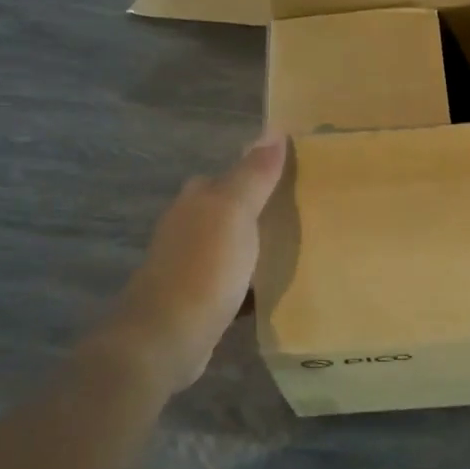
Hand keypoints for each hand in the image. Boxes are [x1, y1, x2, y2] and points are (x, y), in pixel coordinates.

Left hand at [99, 136, 287, 395]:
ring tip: (299, 247)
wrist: (166, 338)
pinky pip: (233, 280)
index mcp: (197, 199)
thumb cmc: (204, 267)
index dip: (260, 171)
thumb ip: (254, 173)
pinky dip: (252, 281)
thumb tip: (273, 129)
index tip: (296, 176)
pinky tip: (276, 288)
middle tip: (303, 211)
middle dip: (260, 209)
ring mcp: (190, 264)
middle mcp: (189, 226)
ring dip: (256, 245)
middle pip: (230, 209)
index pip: (231, 173)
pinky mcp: (197, 300)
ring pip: (232, 244)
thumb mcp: (235, 211)